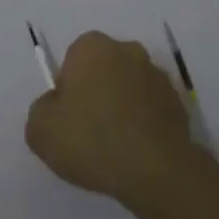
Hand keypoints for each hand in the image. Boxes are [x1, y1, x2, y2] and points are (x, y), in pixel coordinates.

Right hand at [25, 31, 196, 210]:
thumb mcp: (40, 130)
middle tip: (88, 131)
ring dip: (122, 107)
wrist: (156, 171)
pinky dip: (143, 123)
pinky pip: (150, 109)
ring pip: (129, 88)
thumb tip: (56, 106)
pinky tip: (136, 151)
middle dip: (96, 92)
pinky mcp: (178, 102)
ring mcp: (157, 76)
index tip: (68, 117)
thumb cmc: (92, 140)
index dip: (68, 89)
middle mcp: (128, 50)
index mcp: (92, 47)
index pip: (72, 59)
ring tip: (114, 146)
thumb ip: (41, 109)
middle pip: (103, 69)